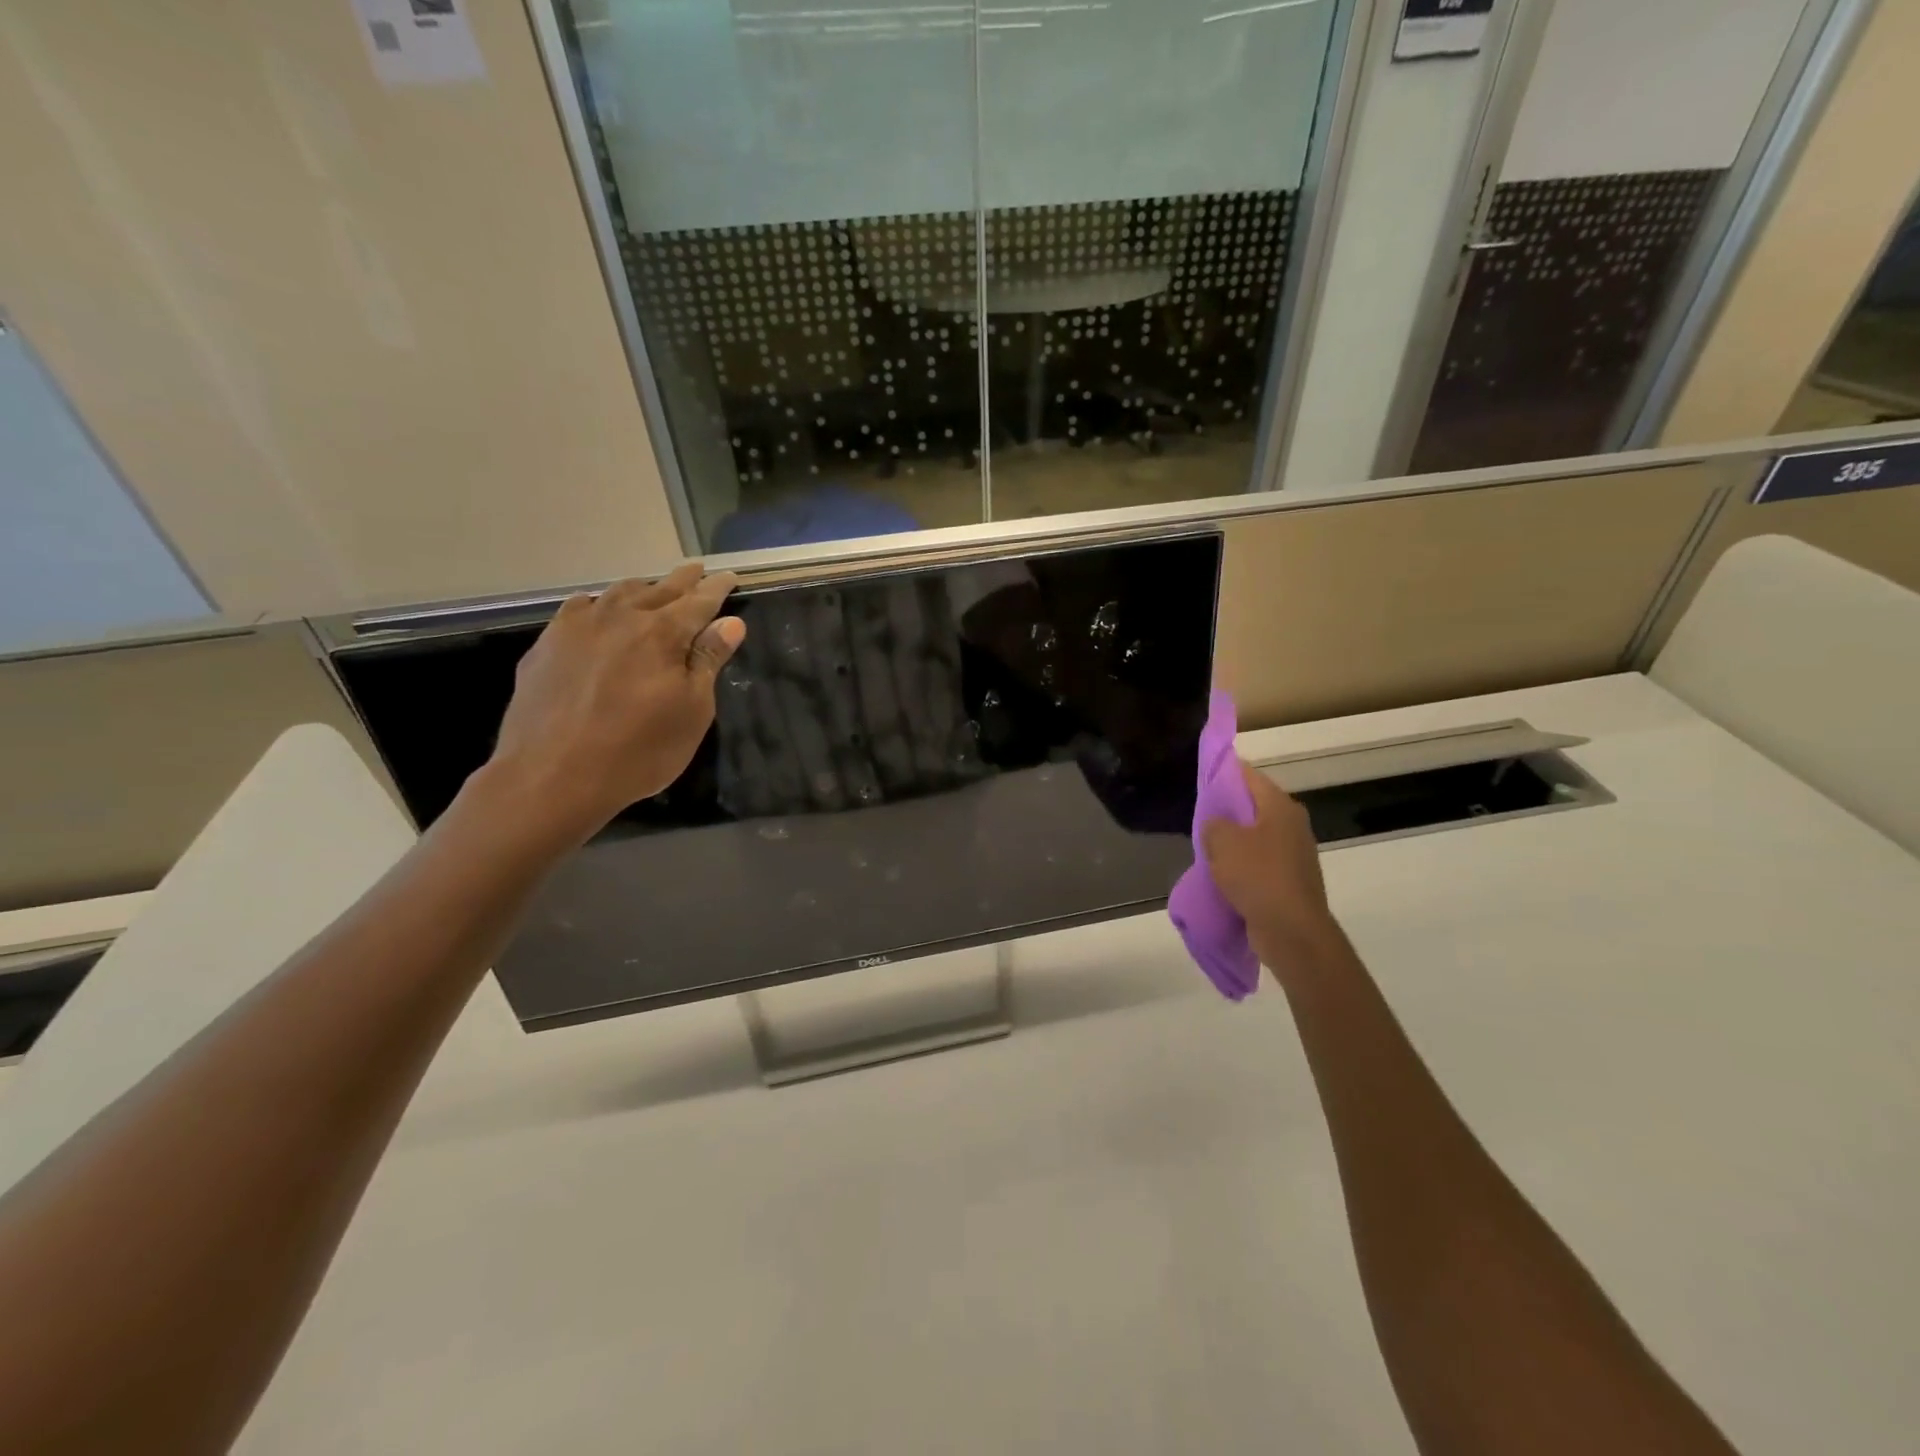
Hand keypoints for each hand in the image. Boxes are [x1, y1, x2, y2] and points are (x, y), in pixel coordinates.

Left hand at [480, 563, 744, 844]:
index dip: (717, 589)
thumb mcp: (691, 711)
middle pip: (659, 589)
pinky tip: (596, 610)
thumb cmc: (638, 750)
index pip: (699, 601)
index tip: (731, 576)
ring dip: (642, 588)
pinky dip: (598, 603)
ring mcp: (578, 628)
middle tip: (697, 570)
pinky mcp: (547, 645)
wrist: (552, 776)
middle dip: (683, 579)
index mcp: (663, 633)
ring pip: (617, 593)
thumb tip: (731, 623)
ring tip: (653, 588)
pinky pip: (578, 608)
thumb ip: (709, 662)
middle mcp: (621, 617)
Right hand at [1202, 761, 1340, 980]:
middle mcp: (1293, 825)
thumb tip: (1216, 824)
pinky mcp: (1292, 880)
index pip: (1249, 776)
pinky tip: (1224, 875)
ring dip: (1235, 842)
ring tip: (1208, 849)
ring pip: (1256, 837)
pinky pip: (1261, 863)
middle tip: (1200, 817)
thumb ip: (1213, 823)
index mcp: (1280, 807)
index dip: (1224, 773)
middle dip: (1228, 811)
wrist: (1292, 931)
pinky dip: (1244, 865)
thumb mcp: (1222, 841)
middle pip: (1254, 806)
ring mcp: (1295, 854)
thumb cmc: (1257, 876)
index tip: (1203, 778)